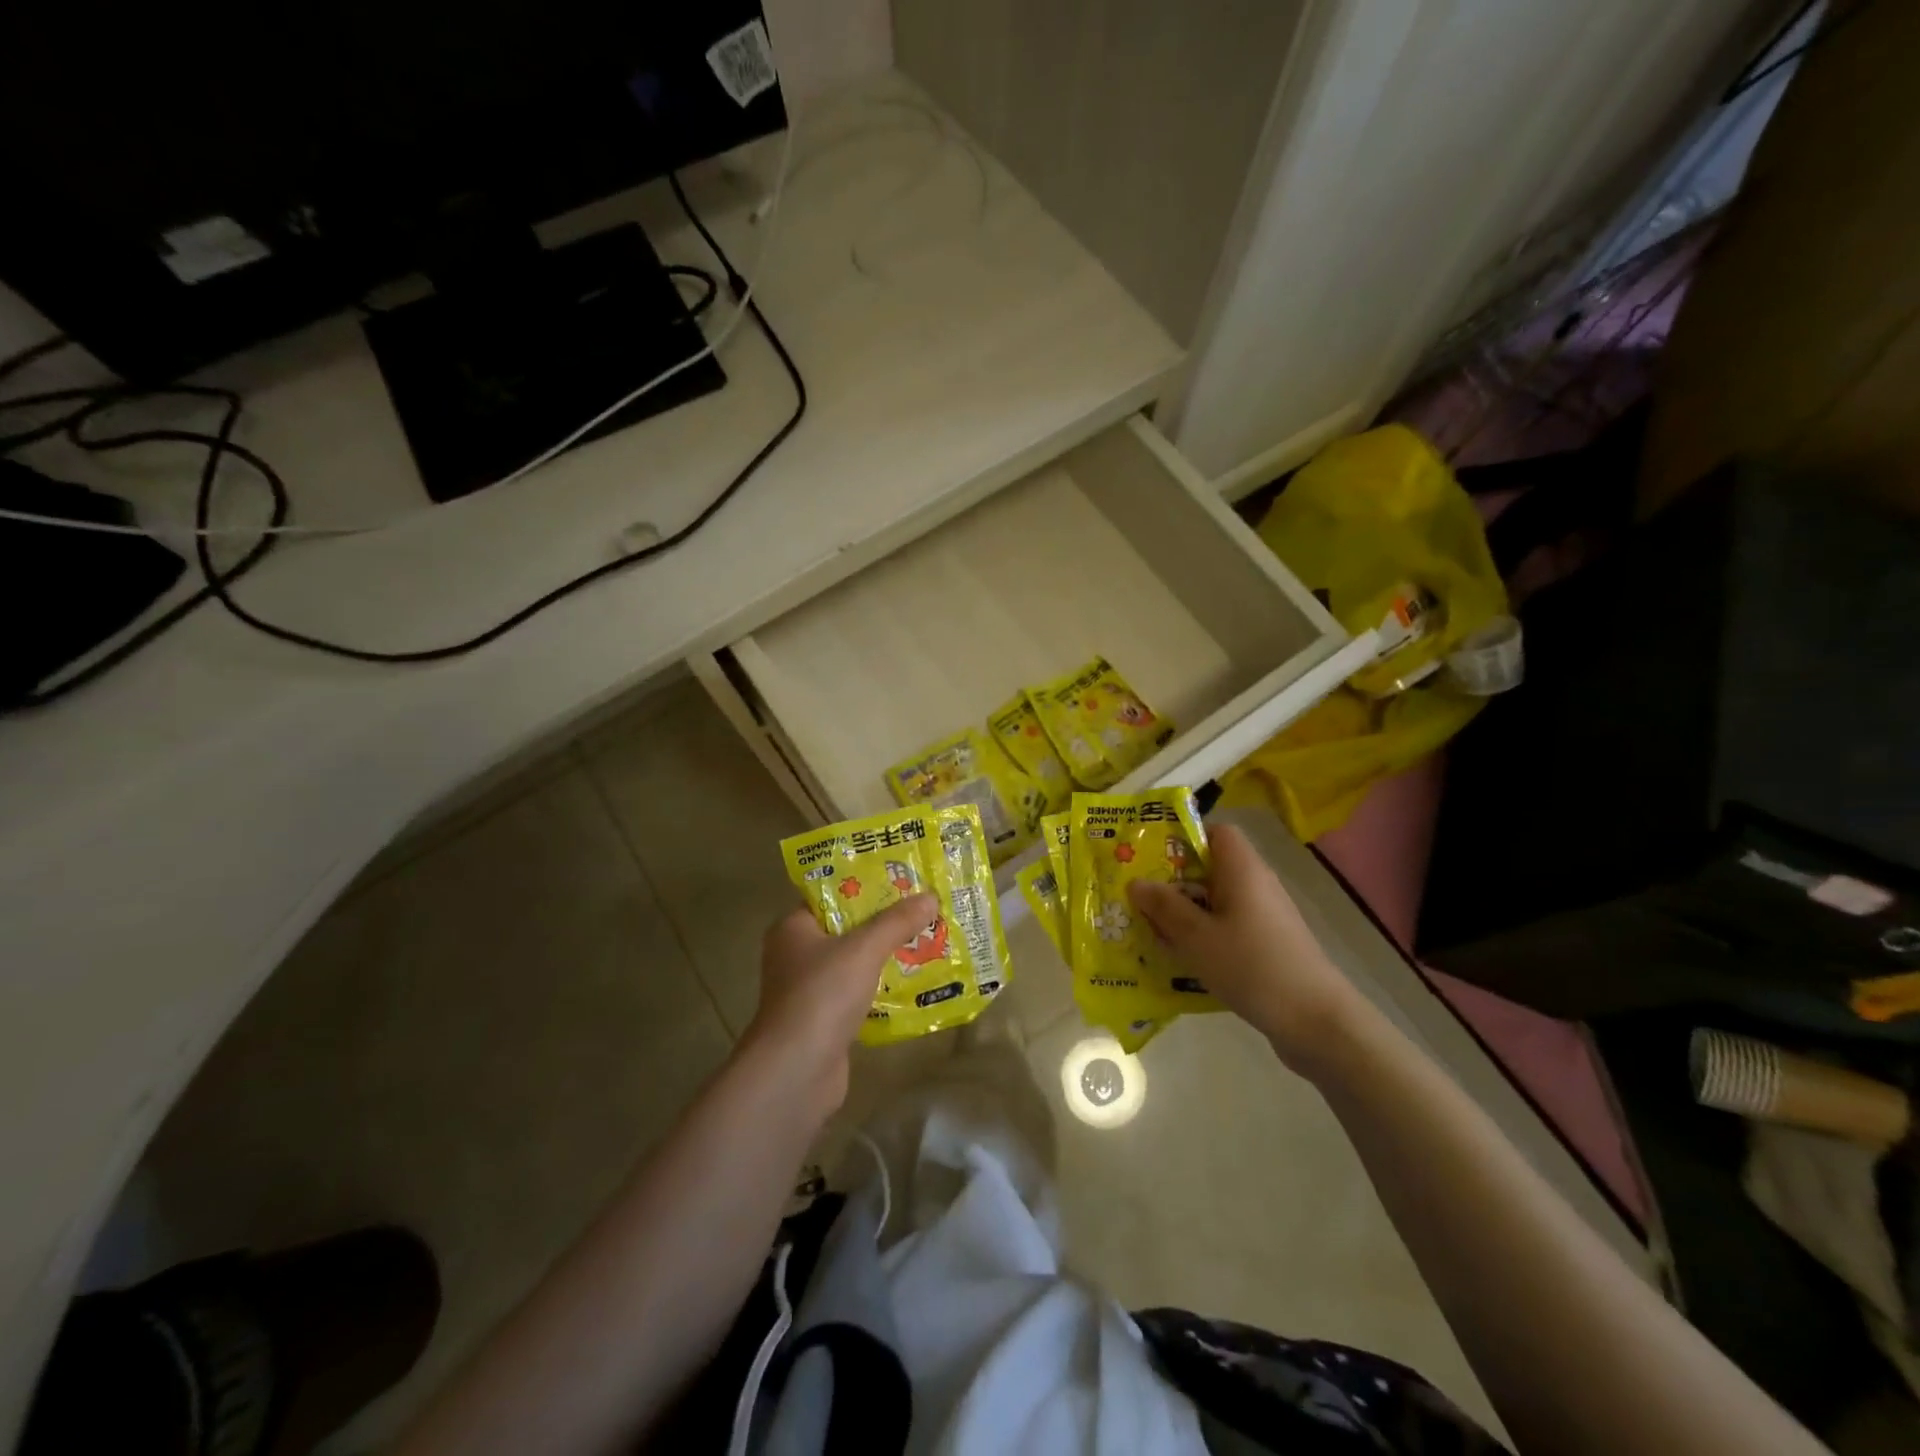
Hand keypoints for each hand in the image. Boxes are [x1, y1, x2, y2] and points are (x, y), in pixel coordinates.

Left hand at [743, 894, 938, 1114]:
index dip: (867, 885)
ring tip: (927, 941)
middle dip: (884, 922)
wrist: (796, 1072)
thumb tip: (930, 896)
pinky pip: (858, 994)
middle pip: (846, 928)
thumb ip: (897, 922)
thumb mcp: (864, 949)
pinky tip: (914, 983)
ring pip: (854, 963)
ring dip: (885, 956)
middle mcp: (795, 955)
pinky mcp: (823, 1021)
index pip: (831, 896)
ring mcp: (808, 990)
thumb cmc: (822, 995)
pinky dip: (881, 988)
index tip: (903, 881)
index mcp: (793, 927)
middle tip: (923, 909)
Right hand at [1128, 824, 1371, 1071]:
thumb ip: (1164, 906)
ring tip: (1153, 931)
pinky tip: (1183, 960)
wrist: (1316, 1021)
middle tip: (1141, 899)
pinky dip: (1205, 935)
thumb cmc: (1252, 966)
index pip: (1216, 831)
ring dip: (1187, 912)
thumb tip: (1136, 882)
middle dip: (1175, 881)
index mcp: (1242, 869)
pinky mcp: (1269, 944)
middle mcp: (1257, 884)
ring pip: (1217, 901)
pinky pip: (1228, 926)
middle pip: (1212, 867)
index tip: (1152, 857)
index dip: (1184, 838)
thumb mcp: (1196, 936)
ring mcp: (1266, 916)